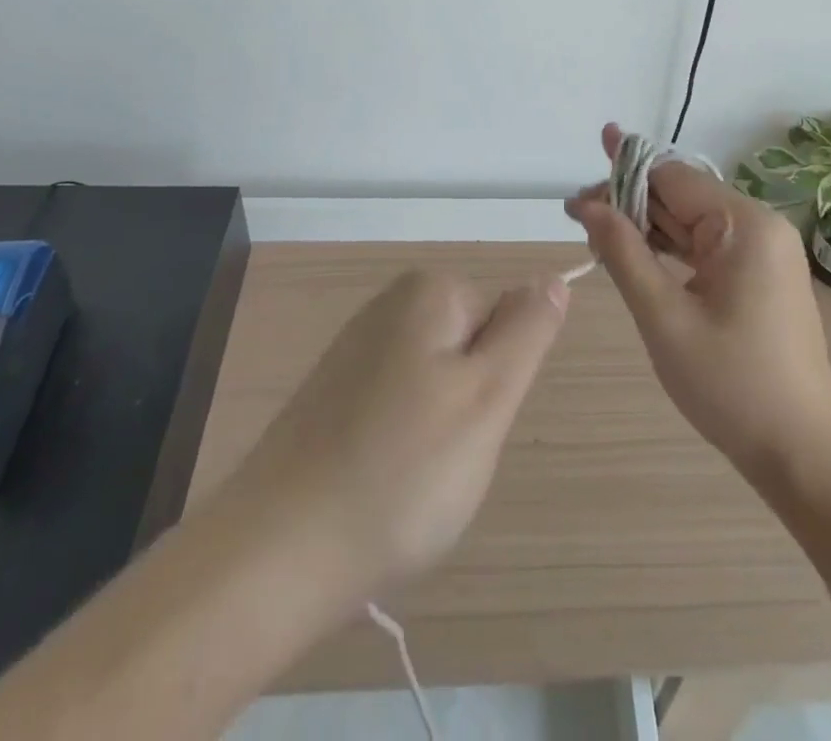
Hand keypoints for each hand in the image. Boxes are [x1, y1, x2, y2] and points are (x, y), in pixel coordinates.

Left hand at [210, 269, 567, 611]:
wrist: (276, 553)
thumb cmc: (401, 472)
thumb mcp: (488, 398)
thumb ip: (528, 331)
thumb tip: (553, 277)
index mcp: (428, 293)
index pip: (503, 318)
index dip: (496, 379)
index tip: (469, 425)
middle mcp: (388, 304)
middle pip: (468, 348)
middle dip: (469, 405)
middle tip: (443, 458)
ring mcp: (354, 348)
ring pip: (435, 383)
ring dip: (436, 431)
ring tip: (409, 478)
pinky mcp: (331, 393)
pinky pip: (395, 407)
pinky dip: (399, 444)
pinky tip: (378, 482)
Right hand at [566, 124, 830, 481]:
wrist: (802, 451)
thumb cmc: (730, 383)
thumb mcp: (663, 316)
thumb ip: (623, 252)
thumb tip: (587, 204)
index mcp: (744, 225)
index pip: (671, 178)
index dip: (621, 177)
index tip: (577, 192)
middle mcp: (758, 226)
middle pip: (681, 196)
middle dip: (629, 201)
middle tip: (578, 215)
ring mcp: (762, 251)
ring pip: (691, 222)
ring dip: (645, 225)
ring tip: (596, 229)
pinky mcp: (758, 275)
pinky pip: (705, 246)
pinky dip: (669, 248)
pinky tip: (635, 251)